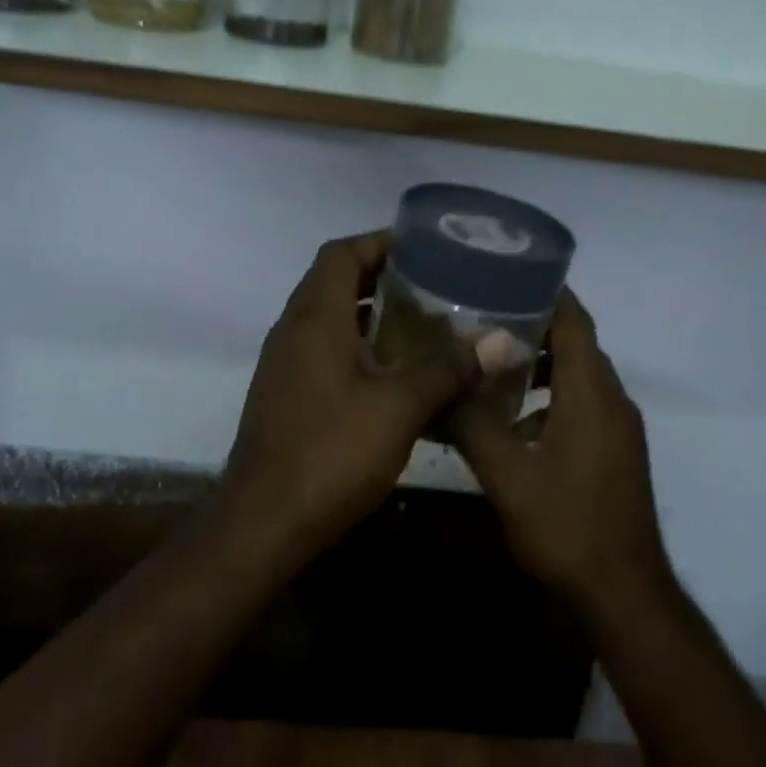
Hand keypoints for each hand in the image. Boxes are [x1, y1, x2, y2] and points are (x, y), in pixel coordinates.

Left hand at [219, 231, 476, 557]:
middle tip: (432, 282)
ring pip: (329, 317)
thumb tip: (502, 340)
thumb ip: (449, 369)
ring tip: (421, 321)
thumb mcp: (400, 408)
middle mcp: (294, 331)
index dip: (379, 241)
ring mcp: (285, 364)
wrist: (263, 524)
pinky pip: (323, 349)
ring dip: (369, 311)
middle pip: (334, 280)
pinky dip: (357, 345)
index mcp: (315, 319)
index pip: (341, 254)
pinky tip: (394, 372)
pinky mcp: (286, 394)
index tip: (422, 246)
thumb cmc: (330, 454)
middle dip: (381, 275)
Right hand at [450, 291, 672, 614]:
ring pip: (578, 377)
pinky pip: (583, 404)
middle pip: (576, 344)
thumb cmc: (567, 528)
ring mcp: (618, 428)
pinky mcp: (615, 451)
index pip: (574, 321)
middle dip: (533, 325)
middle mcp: (612, 401)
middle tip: (482, 315)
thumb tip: (442, 382)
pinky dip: (550, 397)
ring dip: (541, 364)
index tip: (506, 273)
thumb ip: (473, 423)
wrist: (624, 595)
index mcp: (592, 394)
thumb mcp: (507, 476)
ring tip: (491, 362)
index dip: (546, 292)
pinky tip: (512, 421)